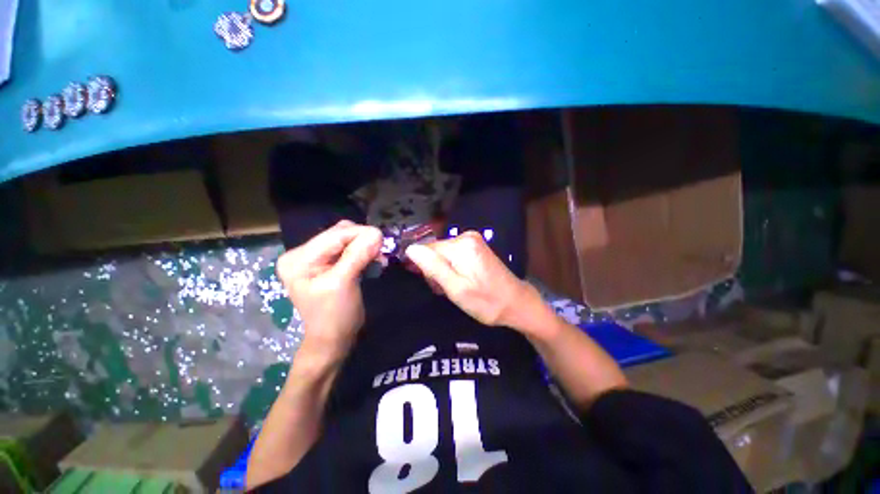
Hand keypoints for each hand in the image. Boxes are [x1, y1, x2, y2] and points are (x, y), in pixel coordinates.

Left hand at [276, 221, 382, 365]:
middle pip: (339, 234)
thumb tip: (376, 233)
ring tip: (378, 257)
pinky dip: (363, 252)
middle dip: (362, 240)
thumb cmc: (334, 315)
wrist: (333, 338)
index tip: (382, 238)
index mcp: (298, 259)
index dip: (360, 233)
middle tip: (380, 251)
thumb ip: (357, 256)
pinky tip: (372, 260)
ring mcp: (315, 258)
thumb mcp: (343, 284)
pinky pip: (348, 249)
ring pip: (346, 240)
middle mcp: (303, 254)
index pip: (333, 235)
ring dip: (364, 246)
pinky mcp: (328, 264)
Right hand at [405, 231, 538, 327]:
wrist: (515, 303)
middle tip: (446, 289)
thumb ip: (433, 267)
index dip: (424, 268)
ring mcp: (472, 240)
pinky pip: (452, 254)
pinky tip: (459, 280)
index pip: (427, 249)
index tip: (433, 284)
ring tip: (454, 287)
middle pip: (435, 251)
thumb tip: (411, 249)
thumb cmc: (486, 302)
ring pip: (442, 254)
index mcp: (461, 245)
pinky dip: (451, 268)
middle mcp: (466, 236)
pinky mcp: (475, 246)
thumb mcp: (456, 289)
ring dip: (442, 271)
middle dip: (435, 270)